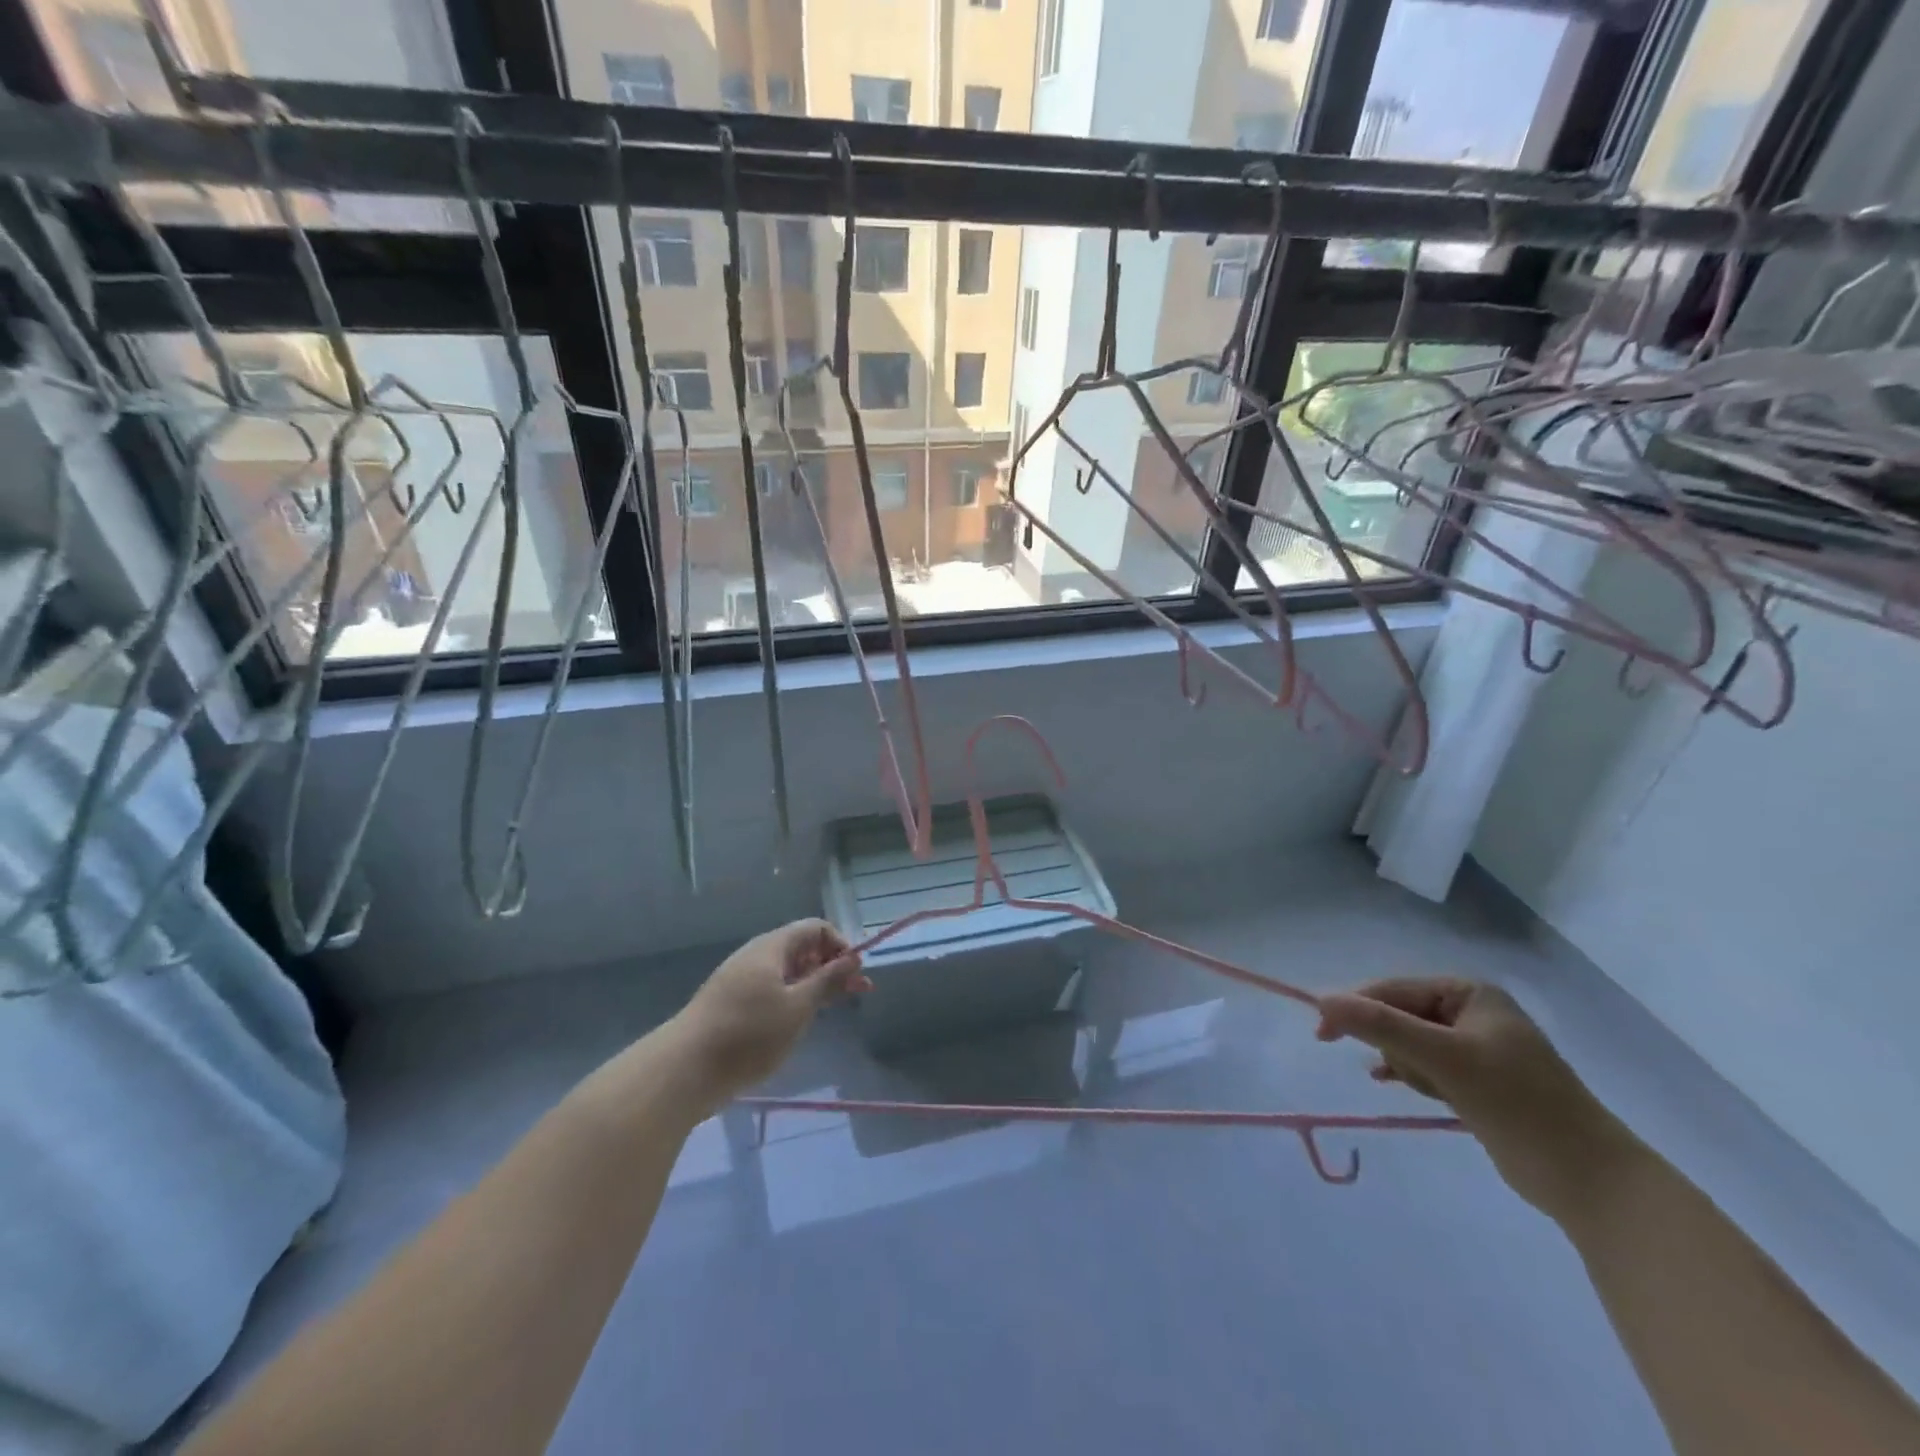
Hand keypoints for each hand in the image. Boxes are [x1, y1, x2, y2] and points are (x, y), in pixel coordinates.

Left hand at [668, 919, 869, 1109]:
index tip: (855, 974)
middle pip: (802, 949)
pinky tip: (798, 1022)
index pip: (815, 928)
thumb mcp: (797, 1008)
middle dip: (832, 967)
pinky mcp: (730, 1005)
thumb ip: (827, 980)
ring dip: (814, 985)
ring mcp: (740, 980)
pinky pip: (771, 990)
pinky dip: (792, 999)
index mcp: (771, 948)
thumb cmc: (748, 1035)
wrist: (684, 1070)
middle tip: (858, 993)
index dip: (840, 945)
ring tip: (833, 1009)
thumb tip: (852, 957)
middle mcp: (756, 956)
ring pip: (787, 972)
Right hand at [1316, 978, 1633, 1220]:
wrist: (1590, 1180)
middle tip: (1389, 1070)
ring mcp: (1477, 1047)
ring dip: (1404, 1064)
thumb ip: (1382, 1026)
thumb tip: (1321, 1001)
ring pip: (1410, 1043)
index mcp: (1470, 993)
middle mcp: (1472, 1012)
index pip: (1395, 990)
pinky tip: (1391, 1081)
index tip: (1323, 1033)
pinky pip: (1425, 1065)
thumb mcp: (1445, 1059)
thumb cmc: (1518, 1105)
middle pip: (1401, 1015)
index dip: (1356, 1007)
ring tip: (1424, 1089)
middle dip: (1391, 1043)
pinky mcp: (1478, 1080)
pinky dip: (1410, 1073)